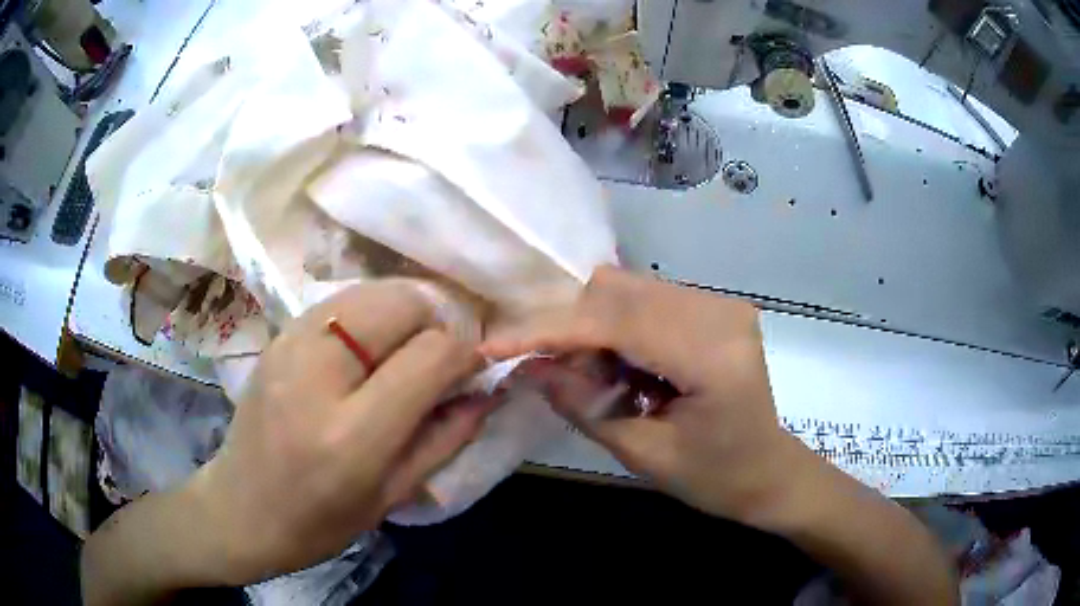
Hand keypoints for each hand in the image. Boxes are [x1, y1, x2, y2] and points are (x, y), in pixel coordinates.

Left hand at [179, 280, 493, 584]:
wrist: (240, 508)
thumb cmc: (319, 522)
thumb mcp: (392, 496)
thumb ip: (446, 437)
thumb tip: (487, 389)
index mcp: (352, 435)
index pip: (430, 355)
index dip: (465, 354)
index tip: (472, 370)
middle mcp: (318, 374)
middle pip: (402, 304)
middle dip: (438, 321)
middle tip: (440, 357)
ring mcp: (291, 345)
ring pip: (373, 290)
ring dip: (406, 312)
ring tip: (408, 350)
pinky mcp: (279, 335)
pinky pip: (343, 300)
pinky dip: (373, 312)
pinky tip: (372, 346)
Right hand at [483, 267, 958, 604]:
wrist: (773, 473)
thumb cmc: (717, 479)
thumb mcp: (644, 454)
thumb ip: (584, 405)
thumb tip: (528, 367)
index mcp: (711, 355)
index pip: (614, 322)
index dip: (548, 331)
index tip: (494, 345)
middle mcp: (719, 312)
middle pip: (617, 291)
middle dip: (568, 328)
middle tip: (547, 373)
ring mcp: (720, 304)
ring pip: (627, 290)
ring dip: (593, 328)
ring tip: (593, 378)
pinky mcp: (715, 307)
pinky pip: (646, 300)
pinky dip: (617, 328)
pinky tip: (623, 369)